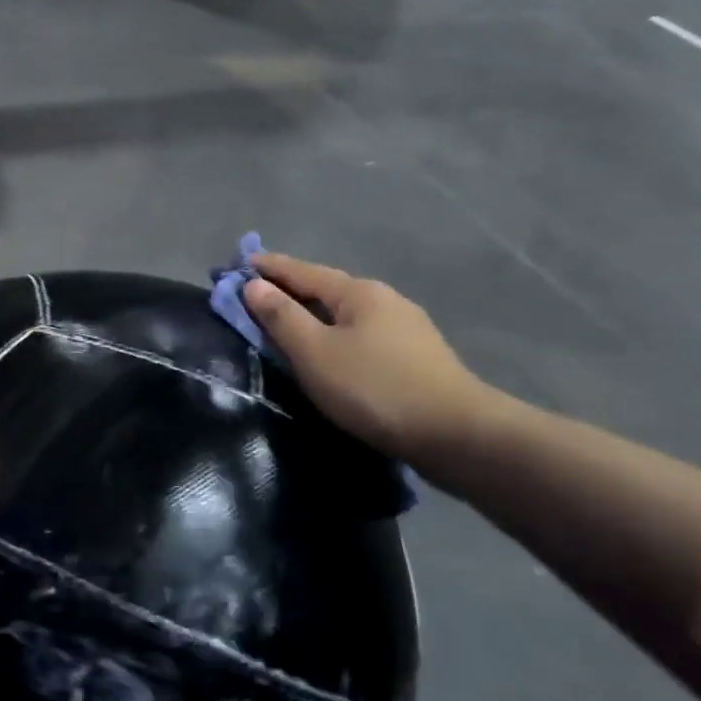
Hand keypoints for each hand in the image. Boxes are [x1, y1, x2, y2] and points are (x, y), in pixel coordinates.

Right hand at [244, 252, 498, 464]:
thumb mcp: (315, 352)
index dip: (268, 267)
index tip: (239, 263)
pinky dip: (336, 335)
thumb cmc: (375, 388)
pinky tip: (332, 351)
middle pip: (326, 289)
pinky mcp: (418, 358)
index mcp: (358, 292)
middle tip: (257, 295)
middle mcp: (384, 300)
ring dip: (314, 315)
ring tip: (289, 325)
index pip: (301, 270)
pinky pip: (362, 335)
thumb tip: (254, 285)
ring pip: (346, 313)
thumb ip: (281, 316)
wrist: (460, 438)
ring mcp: (407, 328)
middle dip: (291, 290)